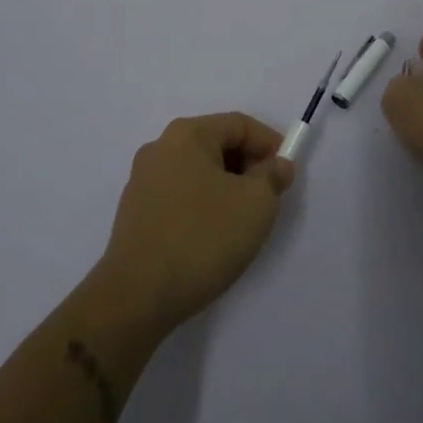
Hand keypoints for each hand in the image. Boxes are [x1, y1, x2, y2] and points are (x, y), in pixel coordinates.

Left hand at [94, 113, 295, 337]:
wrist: (136, 298)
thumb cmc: (202, 238)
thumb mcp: (256, 204)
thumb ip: (273, 177)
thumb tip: (277, 166)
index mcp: (187, 135)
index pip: (239, 125)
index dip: (270, 144)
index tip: (287, 174)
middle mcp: (160, 148)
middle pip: (217, 145)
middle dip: (248, 167)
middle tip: (268, 199)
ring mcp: (143, 181)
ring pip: (199, 172)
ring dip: (227, 188)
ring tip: (243, 222)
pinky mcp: (135, 212)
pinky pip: (180, 195)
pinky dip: (203, 206)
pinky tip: (212, 237)